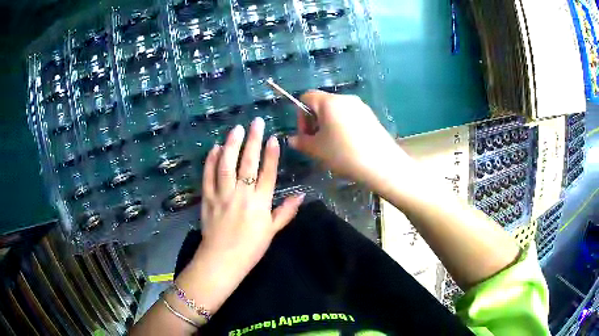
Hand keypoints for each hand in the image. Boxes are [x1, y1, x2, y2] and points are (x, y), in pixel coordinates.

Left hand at [198, 117, 304, 273]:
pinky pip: (208, 176)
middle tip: (255, 122)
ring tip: (236, 128)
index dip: (271, 154)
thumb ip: (286, 212)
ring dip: (232, 145)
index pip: (267, 173)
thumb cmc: (250, 248)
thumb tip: (301, 195)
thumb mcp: (272, 231)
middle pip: (248, 163)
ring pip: (226, 165)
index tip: (273, 137)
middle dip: (253, 140)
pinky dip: (211, 161)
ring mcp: (222, 195)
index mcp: (259, 203)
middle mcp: (241, 195)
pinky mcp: (207, 198)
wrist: (222, 260)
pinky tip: (215, 148)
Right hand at [289, 90, 408, 184]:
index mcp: (329, 102)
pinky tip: (349, 146)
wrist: (382, 165)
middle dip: (315, 122)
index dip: (300, 115)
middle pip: (322, 104)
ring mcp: (361, 107)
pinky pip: (350, 117)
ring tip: (333, 147)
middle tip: (318, 143)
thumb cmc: (344, 154)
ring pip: (336, 112)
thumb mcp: (317, 150)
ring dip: (329, 126)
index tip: (306, 135)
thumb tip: (292, 139)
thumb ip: (301, 142)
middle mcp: (345, 98)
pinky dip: (343, 127)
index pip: (306, 97)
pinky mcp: (371, 117)